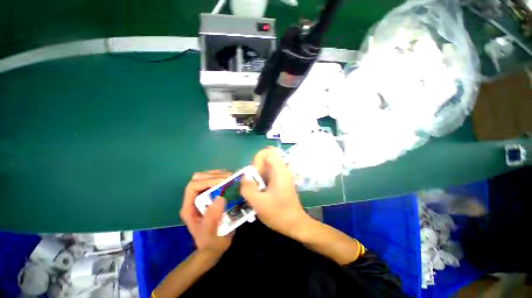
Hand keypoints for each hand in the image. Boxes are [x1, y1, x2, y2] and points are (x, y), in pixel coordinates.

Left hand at [180, 170, 232, 258]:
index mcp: (189, 208)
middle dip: (213, 175)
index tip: (224, 182)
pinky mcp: (209, 196)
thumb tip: (220, 198)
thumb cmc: (212, 242)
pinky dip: (220, 177)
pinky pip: (211, 181)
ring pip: (204, 177)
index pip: (193, 187)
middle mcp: (193, 200)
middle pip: (198, 178)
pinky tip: (228, 179)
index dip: (207, 181)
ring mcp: (201, 197)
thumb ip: (213, 218)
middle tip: (229, 177)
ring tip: (230, 176)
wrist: (214, 246)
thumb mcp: (212, 234)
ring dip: (217, 174)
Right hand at [241, 147, 311, 238]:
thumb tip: (244, 177)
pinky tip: (260, 192)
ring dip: (258, 175)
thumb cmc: (278, 214)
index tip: (255, 175)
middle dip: (256, 168)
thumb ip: (248, 188)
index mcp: (280, 171)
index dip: (258, 160)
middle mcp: (282, 169)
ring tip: (255, 189)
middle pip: (266, 158)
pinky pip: (269, 173)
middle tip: (253, 182)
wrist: (295, 224)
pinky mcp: (281, 181)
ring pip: (267, 166)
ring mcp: (282, 175)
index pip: (267, 152)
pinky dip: (262, 179)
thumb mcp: (259, 203)